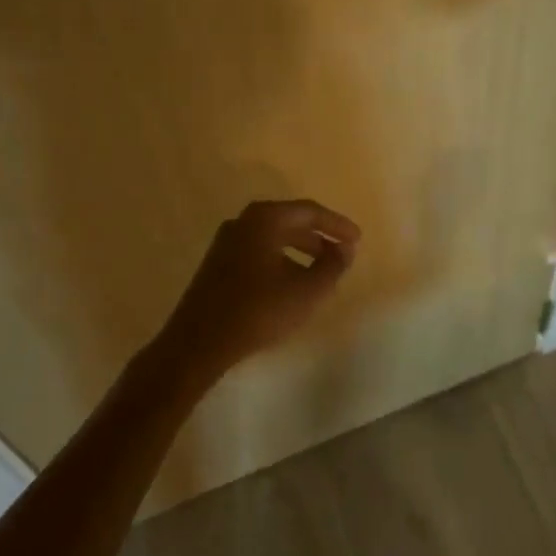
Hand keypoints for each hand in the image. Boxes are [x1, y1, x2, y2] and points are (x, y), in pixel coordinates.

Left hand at [156, 199, 360, 379]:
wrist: (198, 343)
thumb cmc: (258, 311)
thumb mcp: (306, 291)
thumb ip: (332, 266)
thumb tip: (344, 249)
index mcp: (264, 219)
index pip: (309, 212)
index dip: (337, 225)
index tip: (357, 239)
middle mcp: (243, 222)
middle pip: (290, 221)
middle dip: (319, 237)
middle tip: (342, 253)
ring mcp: (227, 242)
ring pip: (274, 237)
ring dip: (301, 250)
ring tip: (321, 271)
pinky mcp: (218, 263)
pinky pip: (259, 251)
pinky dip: (282, 259)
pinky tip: (291, 284)